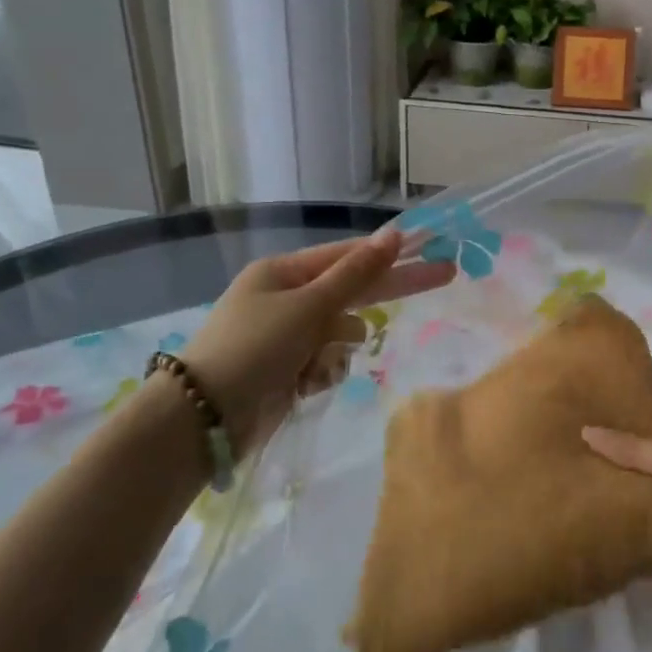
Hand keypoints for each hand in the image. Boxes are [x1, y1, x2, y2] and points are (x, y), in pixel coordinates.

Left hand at [180, 226, 453, 453]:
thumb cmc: (255, 347)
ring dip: (336, 348)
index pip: (350, 256)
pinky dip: (322, 372)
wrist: (204, 417)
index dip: (392, 252)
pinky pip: (328, 362)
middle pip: (353, 290)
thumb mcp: (308, 305)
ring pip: (343, 333)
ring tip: (311, 363)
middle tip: (446, 274)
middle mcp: (288, 299)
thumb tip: (393, 235)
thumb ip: (356, 274)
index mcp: (284, 273)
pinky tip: (302, 385)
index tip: (430, 246)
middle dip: (392, 289)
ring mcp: (289, 336)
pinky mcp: (290, 370)